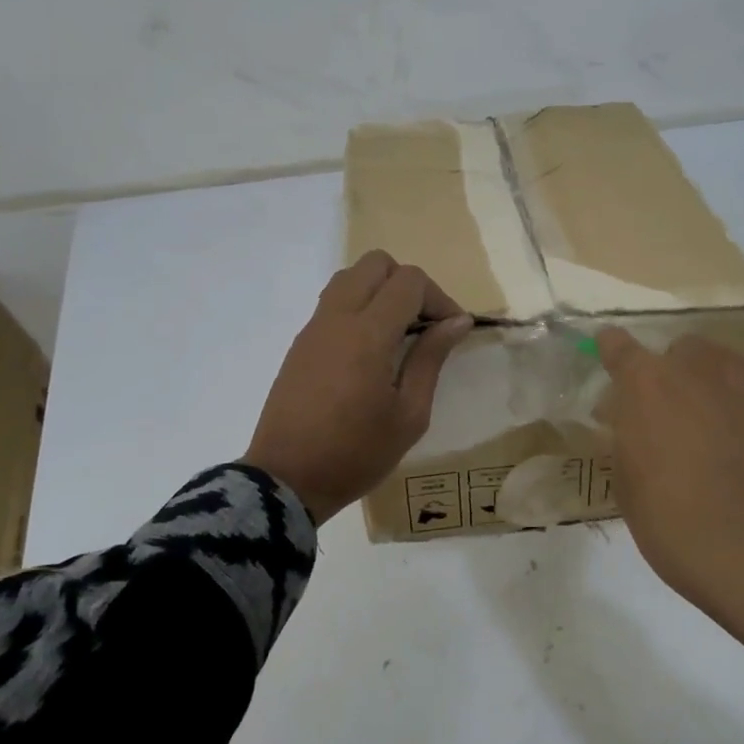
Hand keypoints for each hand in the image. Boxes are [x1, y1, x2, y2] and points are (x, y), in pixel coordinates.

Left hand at [245, 251, 472, 523]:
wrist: (286, 480)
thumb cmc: (356, 454)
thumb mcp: (409, 415)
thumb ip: (431, 359)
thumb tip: (457, 321)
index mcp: (367, 334)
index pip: (409, 281)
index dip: (439, 297)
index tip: (452, 330)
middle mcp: (337, 318)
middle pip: (376, 263)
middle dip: (408, 284)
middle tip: (424, 324)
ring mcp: (313, 328)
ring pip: (350, 277)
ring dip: (380, 291)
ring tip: (397, 334)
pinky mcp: (300, 343)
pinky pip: (333, 302)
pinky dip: (358, 307)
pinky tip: (369, 350)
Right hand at [595, 329, 743, 692]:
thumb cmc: (683, 530)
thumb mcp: (632, 488)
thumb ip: (632, 442)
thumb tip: (641, 425)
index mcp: (651, 385)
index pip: (620, 348)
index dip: (616, 351)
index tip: (614, 352)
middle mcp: (706, 365)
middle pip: (689, 353)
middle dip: (685, 379)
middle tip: (690, 425)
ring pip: (743, 373)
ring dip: (735, 398)